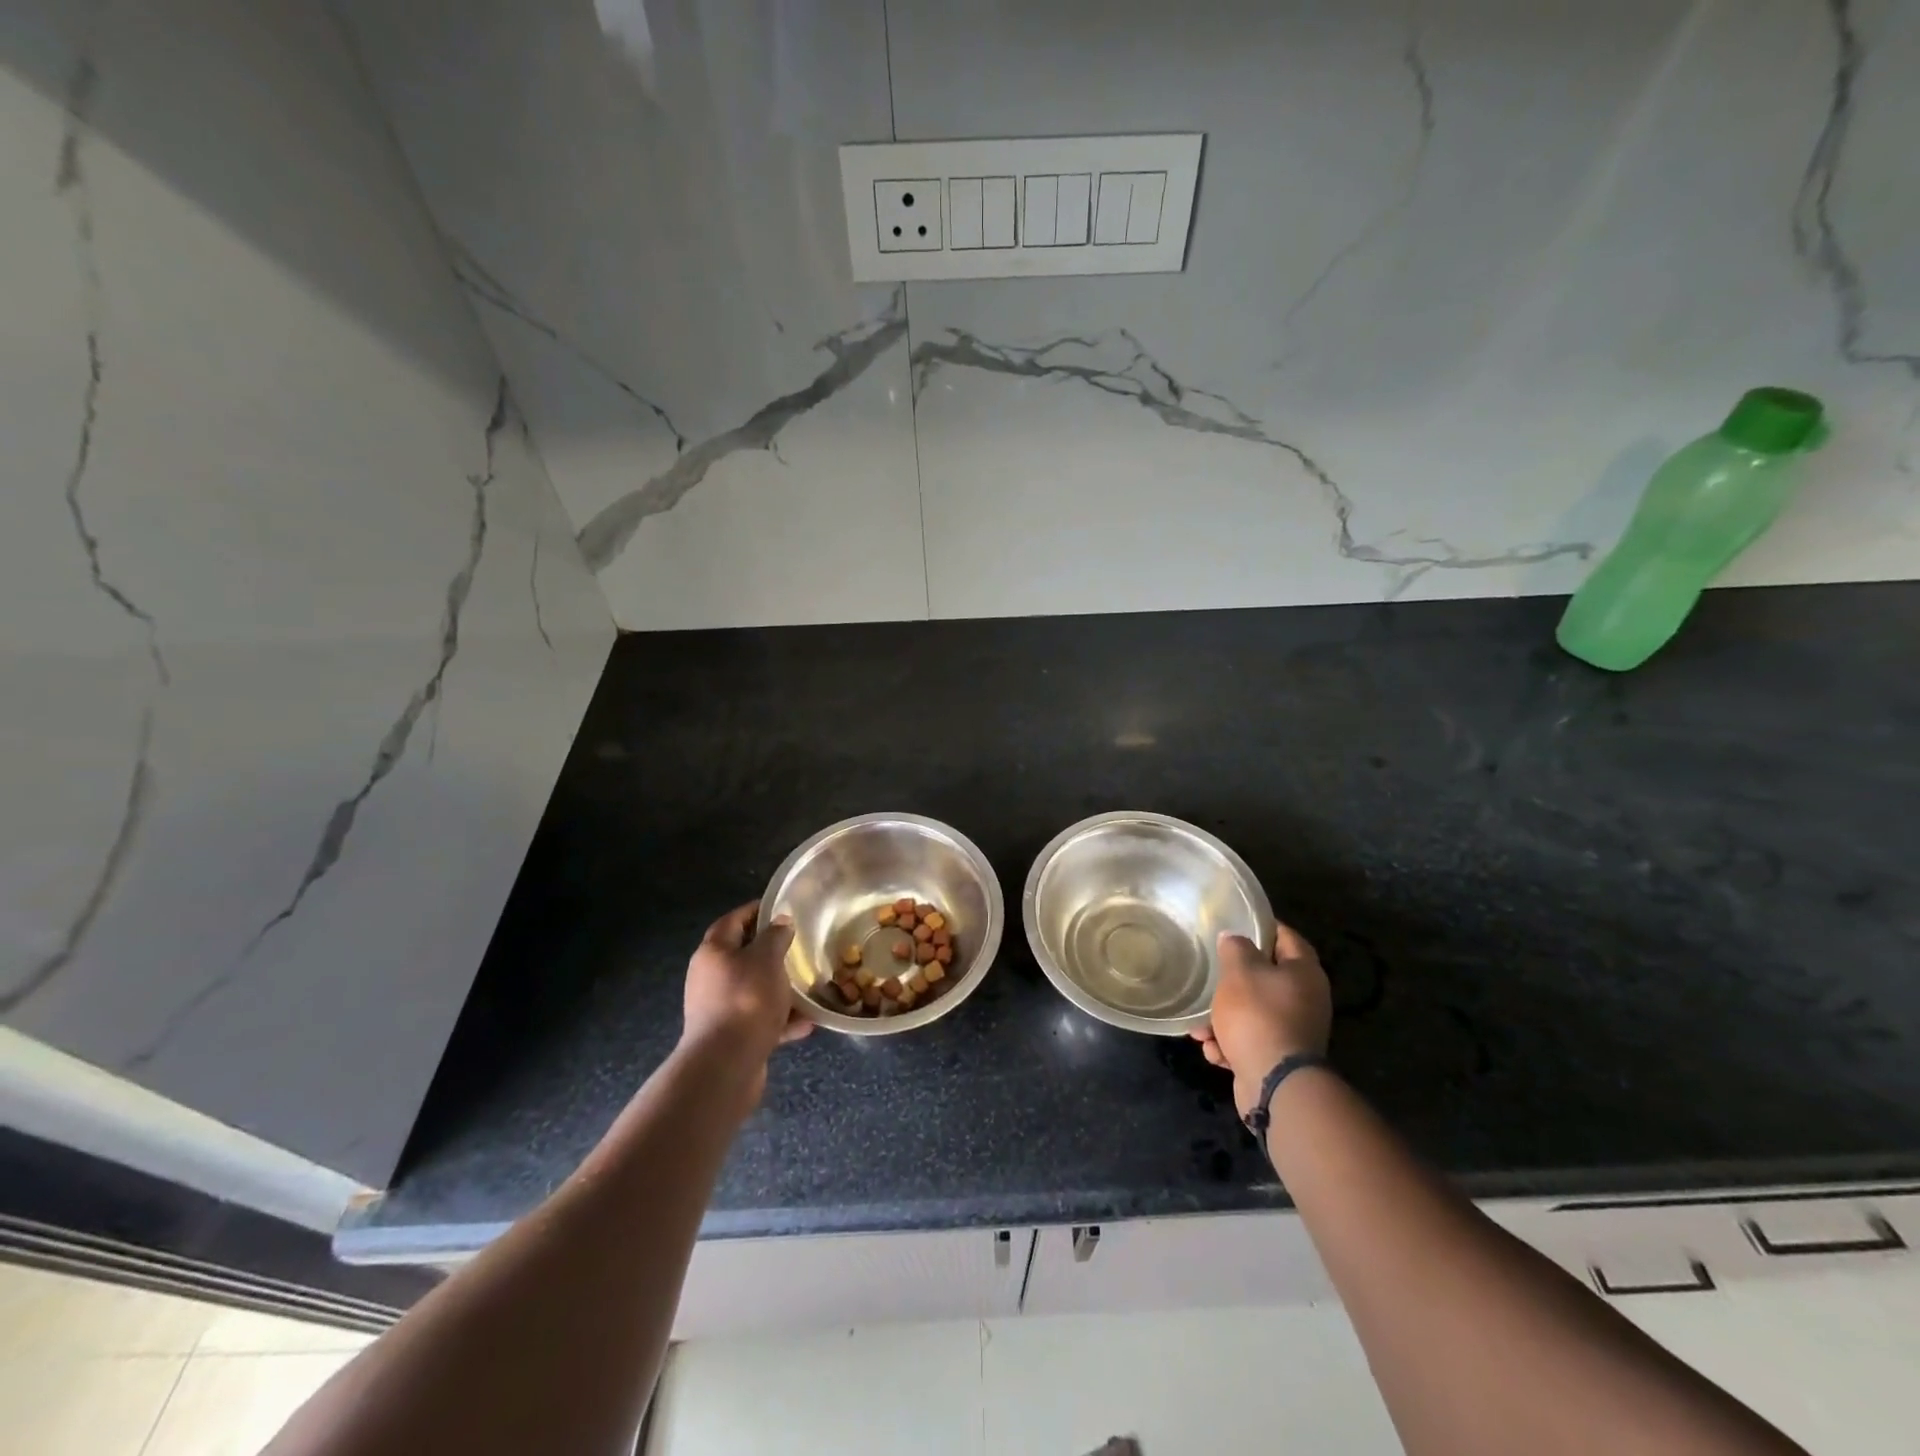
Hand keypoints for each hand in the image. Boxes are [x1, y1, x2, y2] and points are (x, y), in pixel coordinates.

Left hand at [680, 901, 811, 1103]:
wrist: (726, 1065)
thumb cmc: (746, 1000)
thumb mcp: (767, 959)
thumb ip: (775, 936)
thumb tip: (781, 921)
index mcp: (714, 952)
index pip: (733, 920)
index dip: (755, 910)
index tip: (781, 907)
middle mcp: (710, 978)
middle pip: (743, 956)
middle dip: (771, 953)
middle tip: (798, 947)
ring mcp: (718, 1009)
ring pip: (754, 990)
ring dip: (780, 989)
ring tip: (806, 988)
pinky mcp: (730, 1036)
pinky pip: (759, 1020)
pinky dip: (781, 1020)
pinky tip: (805, 1023)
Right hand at [1191, 920, 1332, 1117]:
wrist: (1275, 1084)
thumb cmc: (1258, 1015)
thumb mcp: (1239, 971)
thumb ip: (1235, 948)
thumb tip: (1233, 938)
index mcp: (1304, 973)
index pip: (1286, 937)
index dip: (1262, 927)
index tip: (1237, 924)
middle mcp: (1305, 1000)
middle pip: (1266, 978)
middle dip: (1233, 981)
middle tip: (1210, 975)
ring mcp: (1293, 1032)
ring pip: (1252, 1013)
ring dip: (1223, 1019)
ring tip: (1199, 1028)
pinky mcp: (1279, 1059)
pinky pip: (1250, 1041)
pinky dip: (1230, 1045)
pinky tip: (1214, 1051)